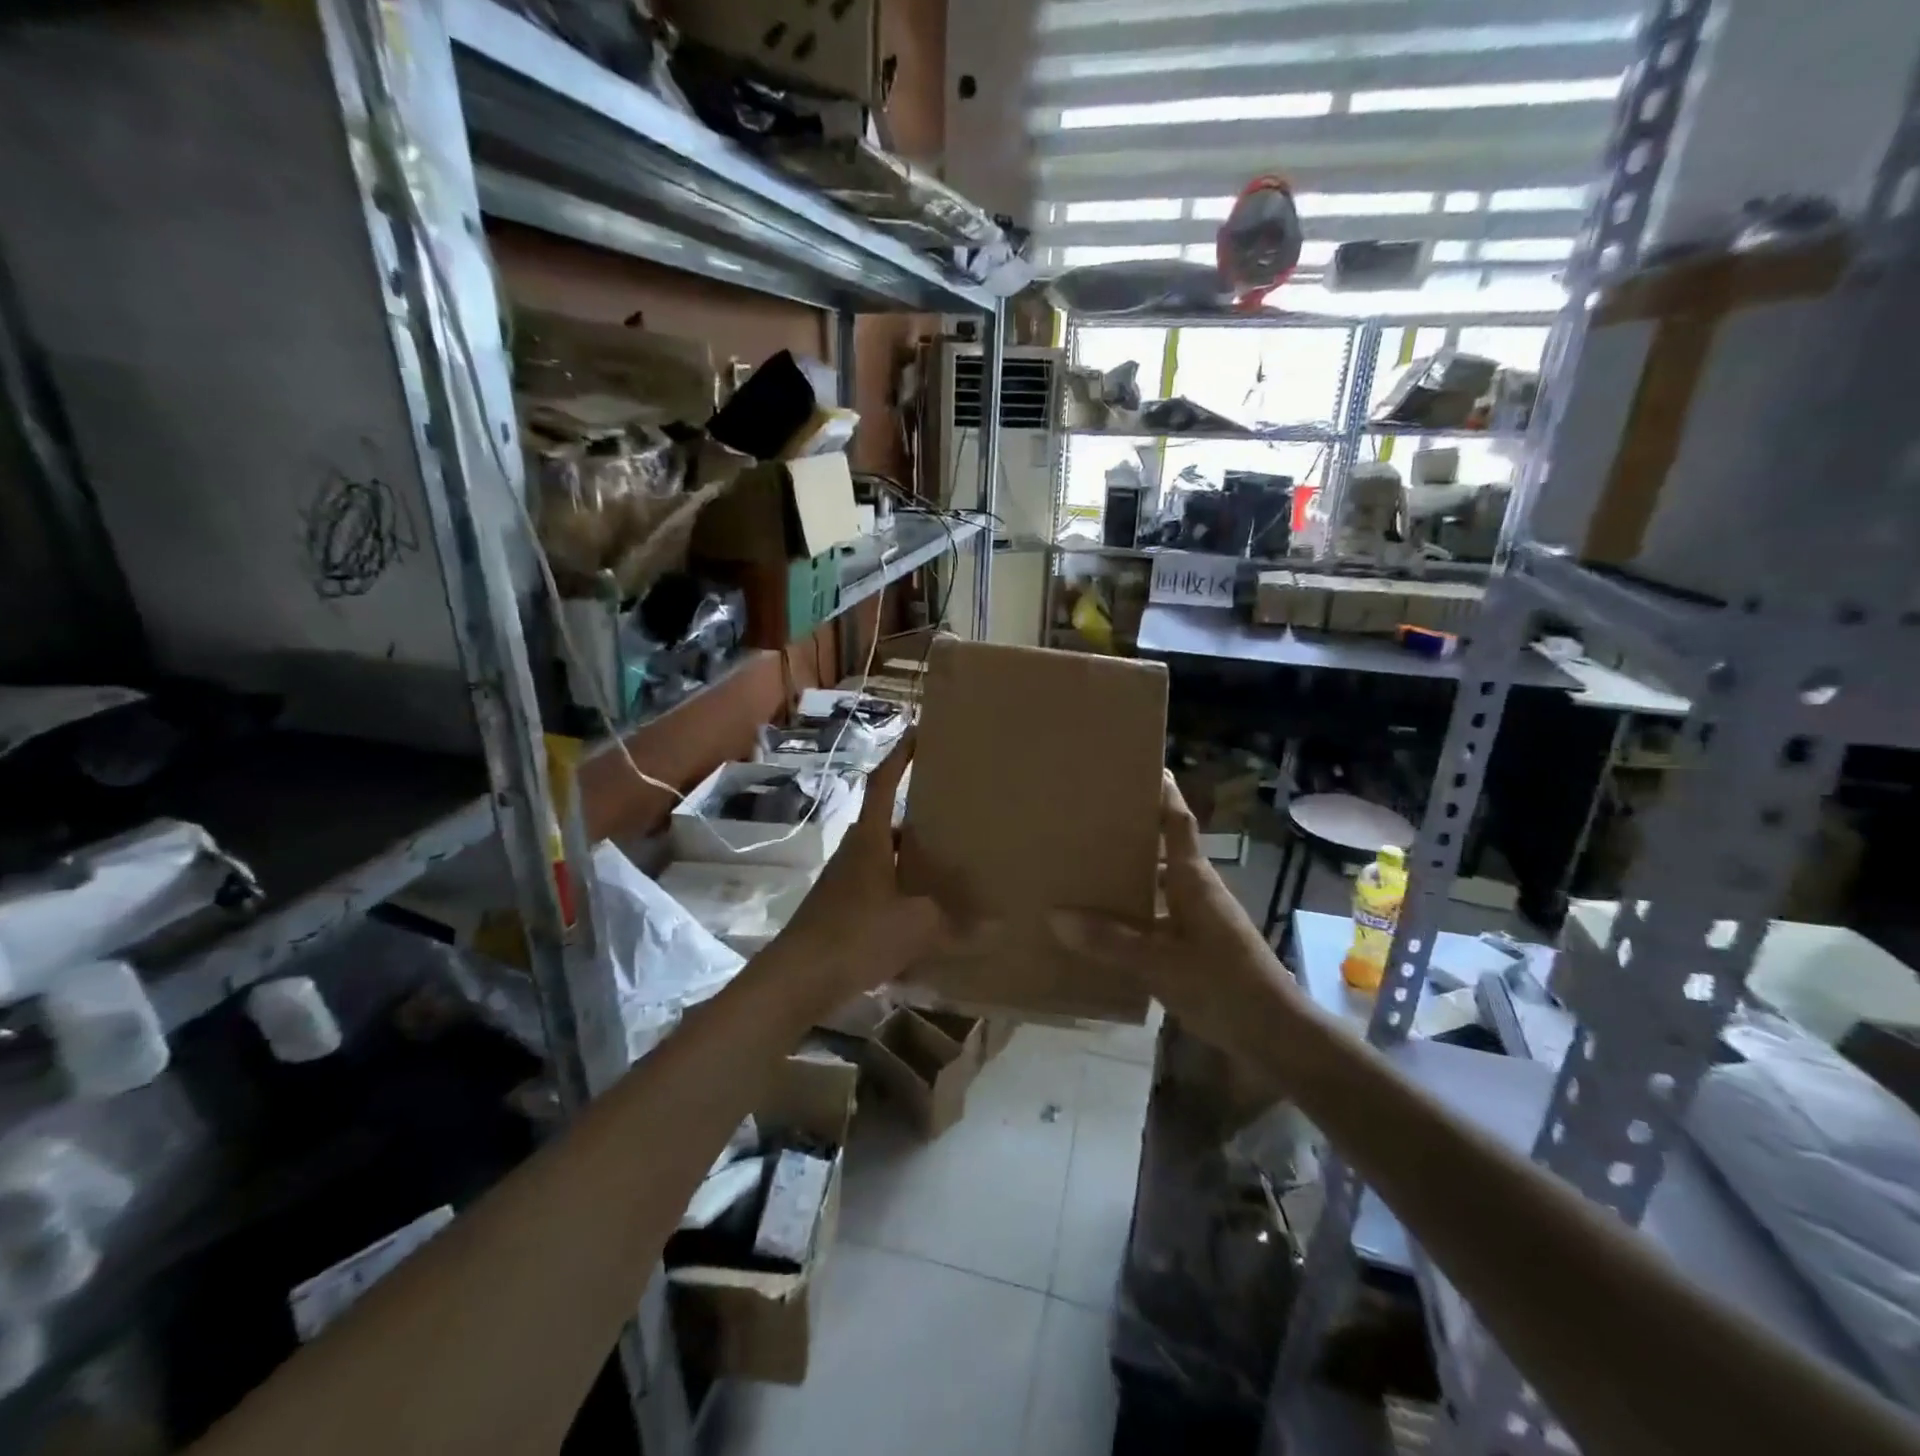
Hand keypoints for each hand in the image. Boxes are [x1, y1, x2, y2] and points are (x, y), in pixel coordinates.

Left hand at [770, 734, 948, 1010]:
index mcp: (869, 839)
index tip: (919, 733)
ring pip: (883, 856)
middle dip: (917, 813)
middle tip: (953, 810)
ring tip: (946, 862)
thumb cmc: (856, 934)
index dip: (900, 756)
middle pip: (886, 821)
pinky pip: (879, 887)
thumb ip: (957, 925)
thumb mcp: (916, 926)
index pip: (883, 783)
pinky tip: (924, 912)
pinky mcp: (840, 910)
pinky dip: (901, 890)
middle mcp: (854, 852)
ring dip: (909, 856)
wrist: (797, 978)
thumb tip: (1000, 927)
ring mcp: (844, 882)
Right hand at [1052, 773, 1296, 1047]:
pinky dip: (1136, 913)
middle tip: (1092, 819)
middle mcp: (1198, 891)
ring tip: (1089, 868)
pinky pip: (1160, 916)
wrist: (1276, 1035)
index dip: (1164, 793)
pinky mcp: (1199, 946)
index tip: (1146, 765)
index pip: (1178, 823)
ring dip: (1133, 874)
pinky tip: (1106, 926)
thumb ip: (1109, 940)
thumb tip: (1056, 915)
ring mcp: (1201, 919)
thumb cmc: (1223, 984)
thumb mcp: (1160, 963)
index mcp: (1194, 880)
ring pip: (1160, 884)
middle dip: (1135, 832)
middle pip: (1165, 849)